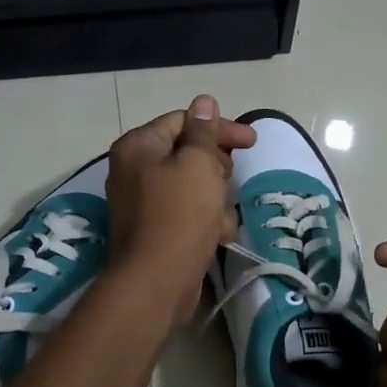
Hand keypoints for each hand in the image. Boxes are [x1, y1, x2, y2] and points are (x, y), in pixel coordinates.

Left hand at [106, 96, 256, 312]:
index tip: (252, 142)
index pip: (184, 121)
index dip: (220, 129)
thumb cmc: (179, 215)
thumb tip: (204, 102)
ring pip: (193, 186)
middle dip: (216, 169)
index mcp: (139, 146)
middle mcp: (134, 170)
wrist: (156, 283)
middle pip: (188, 154)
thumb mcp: (198, 165)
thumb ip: (204, 132)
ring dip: (215, 200)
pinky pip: (187, 213)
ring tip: (220, 218)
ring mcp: (143, 202)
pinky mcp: (155, 230)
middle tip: (225, 182)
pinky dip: (205, 222)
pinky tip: (217, 237)